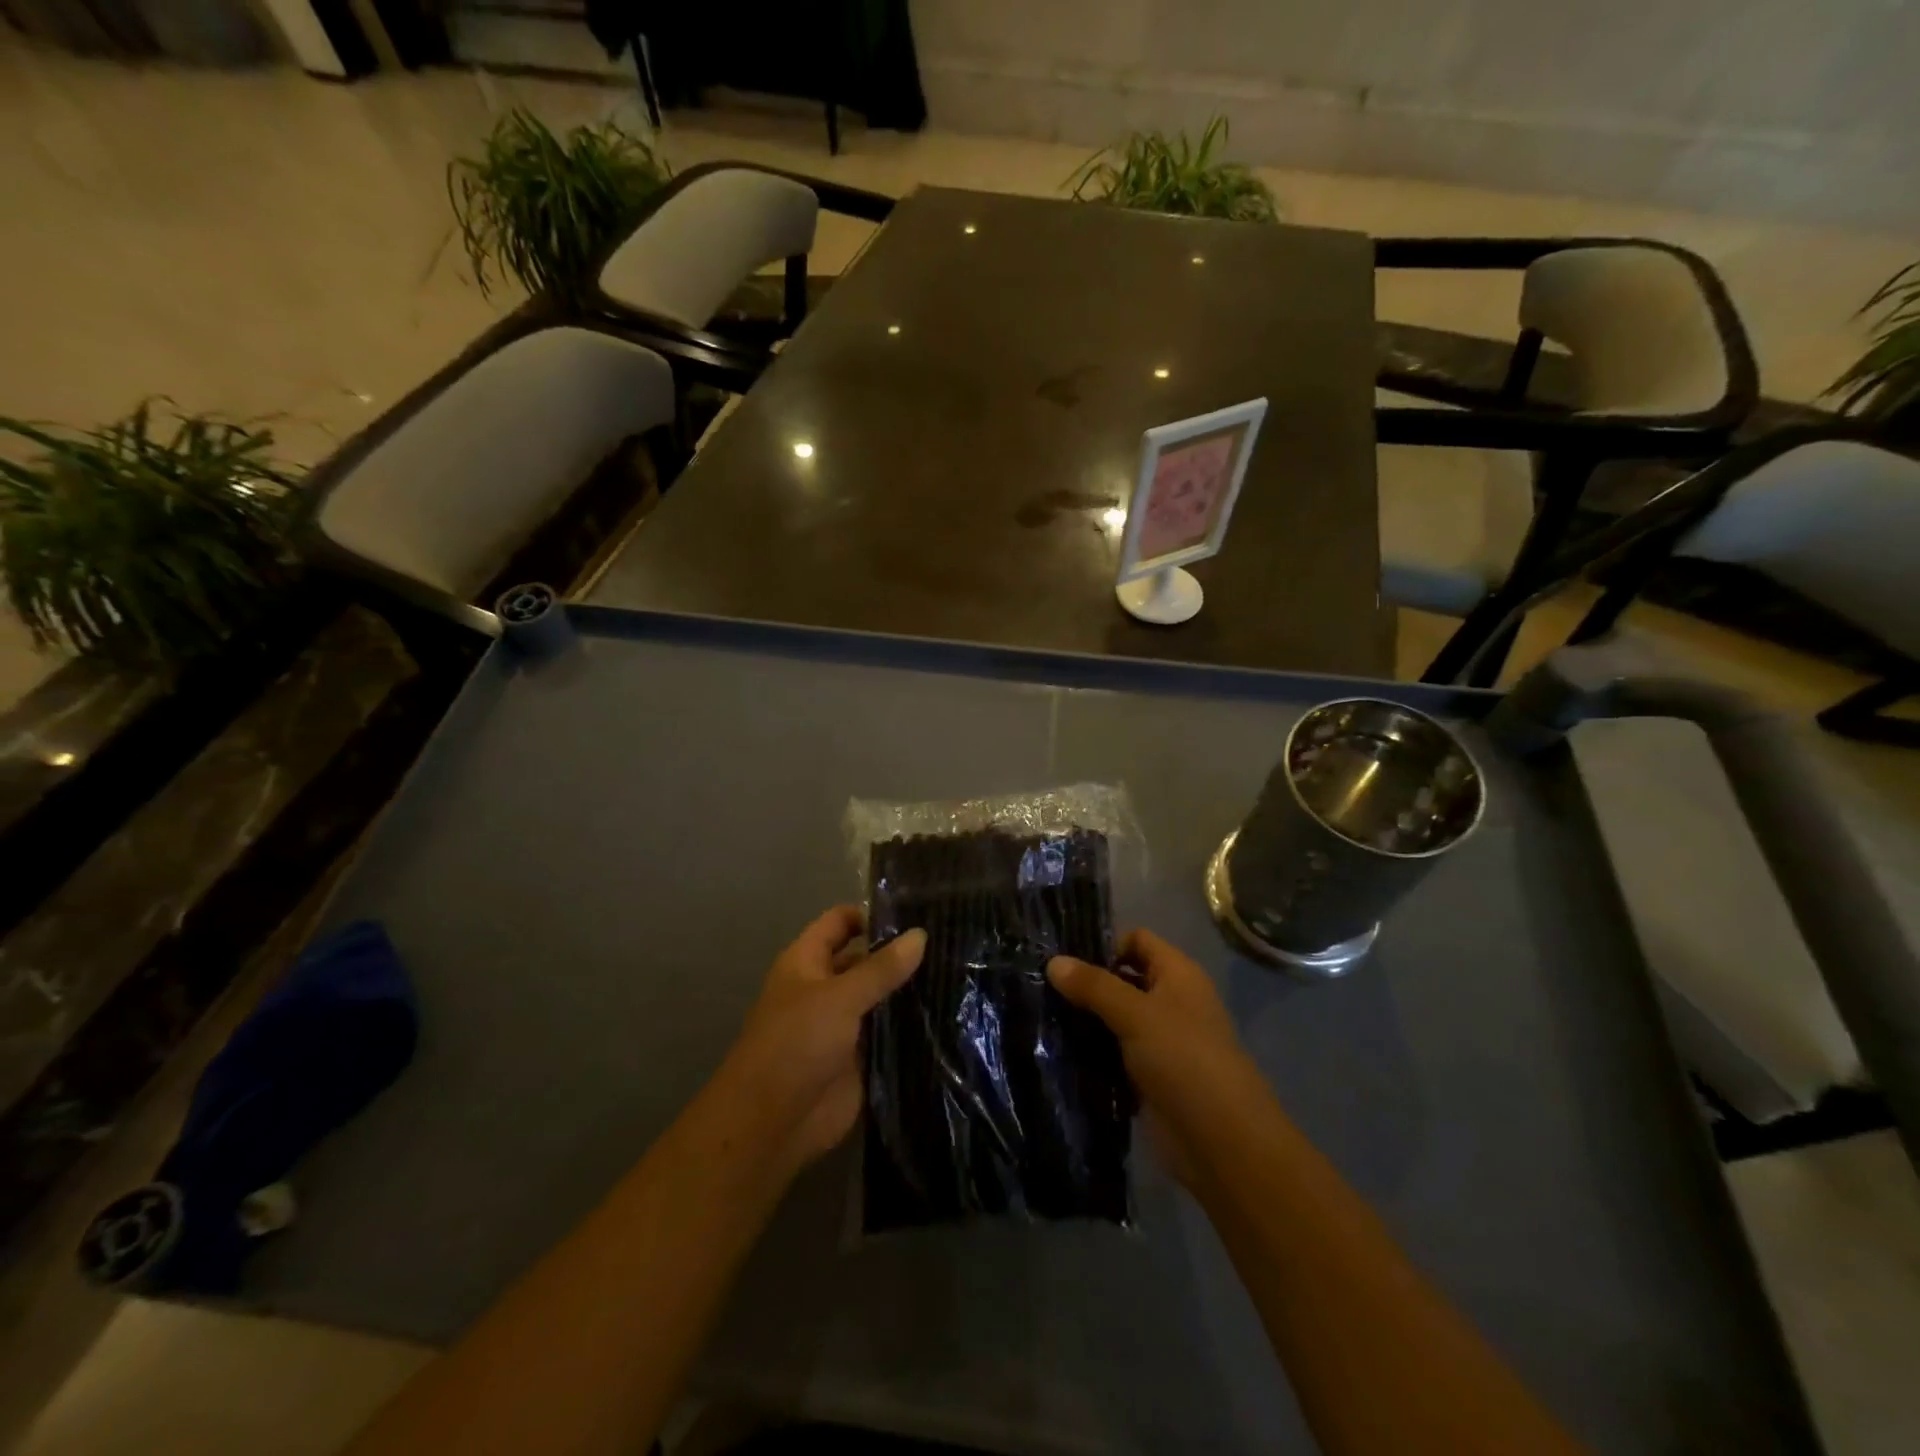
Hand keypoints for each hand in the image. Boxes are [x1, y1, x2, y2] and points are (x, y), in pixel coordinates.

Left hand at [697, 907, 924, 1188]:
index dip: (872, 914)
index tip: (917, 911)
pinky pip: (889, 1034)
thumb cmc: (796, 1044)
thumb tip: (920, 934)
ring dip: (910, 990)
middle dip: (900, 952)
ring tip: (960, 973)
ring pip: (881, 997)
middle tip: (951, 942)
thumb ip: (881, 968)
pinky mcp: (860, 1058)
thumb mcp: (840, 997)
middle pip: (865, 959)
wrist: (773, 1124)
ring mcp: (844, 1024)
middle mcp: (826, 987)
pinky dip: (911, 1026)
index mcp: (807, 962)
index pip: (840, 922)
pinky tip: (950, 1015)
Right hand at [1048, 929, 1272, 1189]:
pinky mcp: (1147, 1076)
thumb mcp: (1136, 1014)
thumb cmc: (1184, 1060)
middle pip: (1122, 979)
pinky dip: (1090, 1051)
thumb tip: (1052, 961)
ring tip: (1039, 1015)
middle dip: (1086, 982)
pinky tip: (1055, 1050)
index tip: (1063, 958)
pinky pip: (1112, 1053)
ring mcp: (1159, 1041)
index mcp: (1177, 975)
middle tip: (1040, 985)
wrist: (1221, 1142)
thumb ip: (1094, 986)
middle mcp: (1170, 1001)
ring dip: (1083, 1019)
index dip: (1104, 944)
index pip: (1137, 940)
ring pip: (1113, 1018)